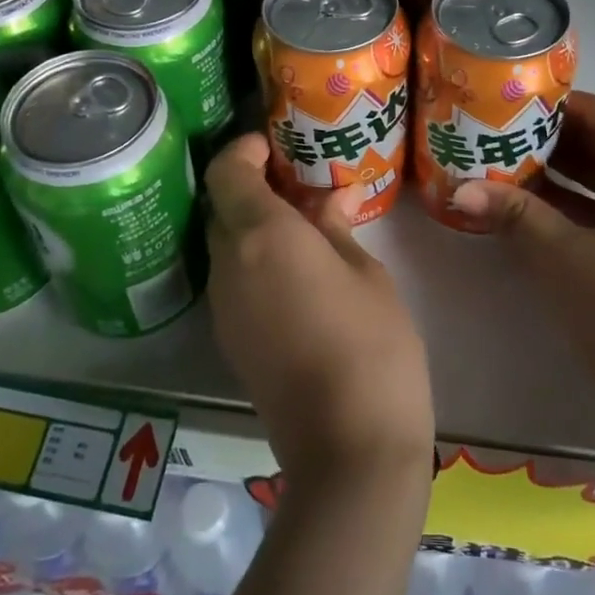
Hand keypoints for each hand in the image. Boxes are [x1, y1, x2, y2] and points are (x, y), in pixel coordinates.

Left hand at [204, 133, 434, 490]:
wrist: (348, 448)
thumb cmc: (372, 345)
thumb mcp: (366, 274)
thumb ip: (338, 229)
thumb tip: (332, 200)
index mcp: (262, 237)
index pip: (227, 172)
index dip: (244, 150)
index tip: (274, 145)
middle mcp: (229, 265)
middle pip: (222, 208)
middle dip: (251, 188)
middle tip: (297, 185)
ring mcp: (224, 307)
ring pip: (225, 245)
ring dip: (252, 226)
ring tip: (303, 227)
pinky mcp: (230, 339)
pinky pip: (232, 280)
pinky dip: (253, 260)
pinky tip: (296, 271)